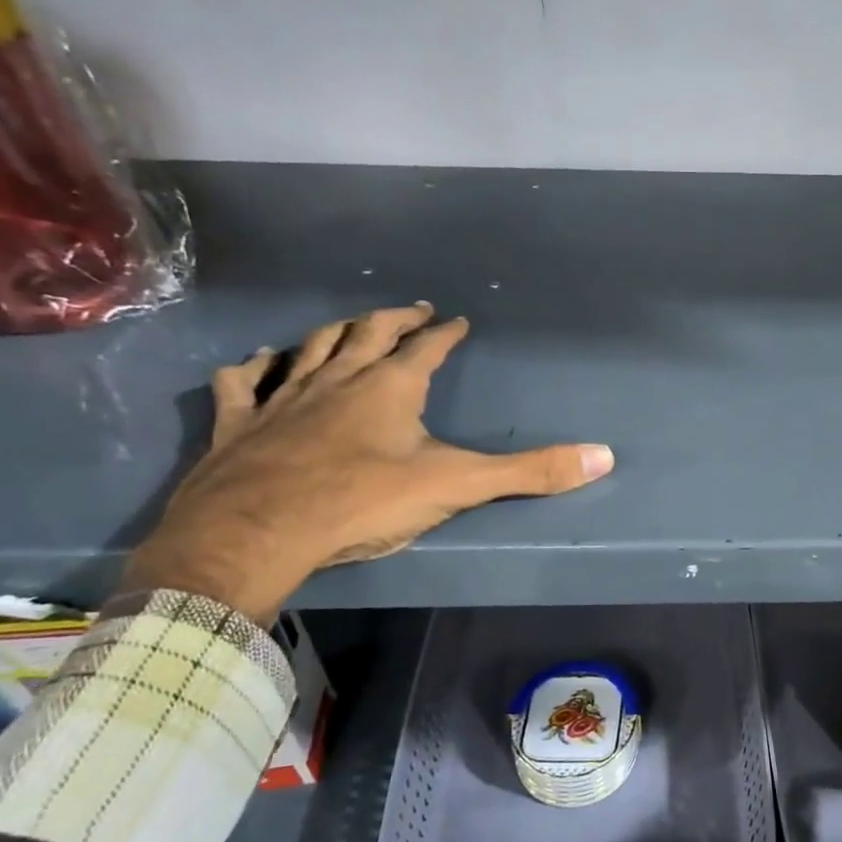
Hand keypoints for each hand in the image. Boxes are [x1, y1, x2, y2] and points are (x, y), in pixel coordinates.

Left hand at [122, 303, 613, 621]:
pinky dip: (252, 368)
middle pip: (367, 333)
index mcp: (390, 387)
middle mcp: (336, 379)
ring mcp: (282, 398)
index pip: (426, 349)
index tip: (458, 319)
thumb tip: (604, 456)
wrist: (255, 533)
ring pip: (309, 348)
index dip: (445, 333)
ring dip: (332, 332)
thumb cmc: (362, 502)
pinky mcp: (237, 424)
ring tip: (347, 325)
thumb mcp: (457, 486)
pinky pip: (242, 383)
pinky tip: (256, 362)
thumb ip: (530, 472)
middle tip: (411, 309)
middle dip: (393, 318)